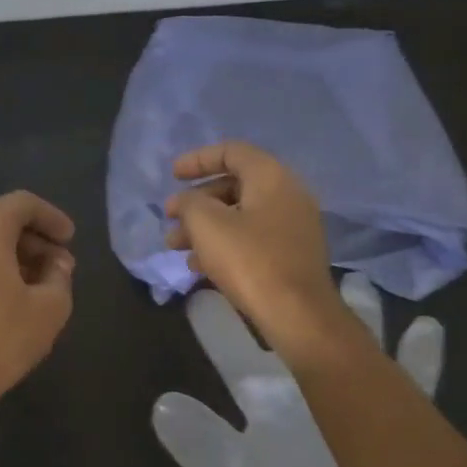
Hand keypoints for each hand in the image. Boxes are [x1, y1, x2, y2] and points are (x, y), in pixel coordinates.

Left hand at [0, 191, 75, 411]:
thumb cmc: (1, 338)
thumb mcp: (50, 308)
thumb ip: (59, 276)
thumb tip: (55, 264)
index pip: (21, 204)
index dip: (51, 217)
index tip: (69, 239)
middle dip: (34, 242)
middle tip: (59, 268)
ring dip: (12, 260)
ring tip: (37, 287)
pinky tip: (7, 302)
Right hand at [164, 141, 350, 363]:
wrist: (297, 314)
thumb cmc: (249, 260)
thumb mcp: (207, 225)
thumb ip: (190, 202)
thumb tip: (186, 200)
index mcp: (271, 177)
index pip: (232, 152)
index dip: (198, 159)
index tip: (172, 175)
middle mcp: (287, 194)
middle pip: (234, 185)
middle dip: (197, 201)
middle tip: (170, 218)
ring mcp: (293, 226)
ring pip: (240, 216)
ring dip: (205, 227)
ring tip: (175, 247)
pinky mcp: (291, 255)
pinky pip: (252, 238)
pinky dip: (224, 244)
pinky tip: (199, 266)